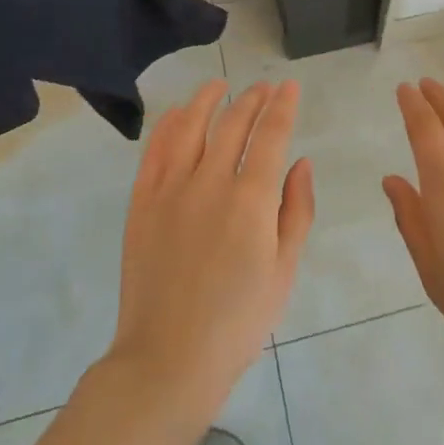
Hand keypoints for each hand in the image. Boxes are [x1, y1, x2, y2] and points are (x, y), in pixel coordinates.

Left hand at [108, 80, 313, 413]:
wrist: (168, 359)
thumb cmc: (238, 321)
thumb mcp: (284, 271)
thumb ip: (297, 210)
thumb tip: (301, 162)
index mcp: (251, 200)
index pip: (271, 135)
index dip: (282, 106)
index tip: (289, 86)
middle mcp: (211, 182)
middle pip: (233, 123)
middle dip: (252, 99)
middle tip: (263, 87)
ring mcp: (171, 189)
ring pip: (191, 126)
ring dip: (208, 99)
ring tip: (220, 85)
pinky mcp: (142, 202)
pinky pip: (155, 150)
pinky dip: (168, 124)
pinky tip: (178, 113)